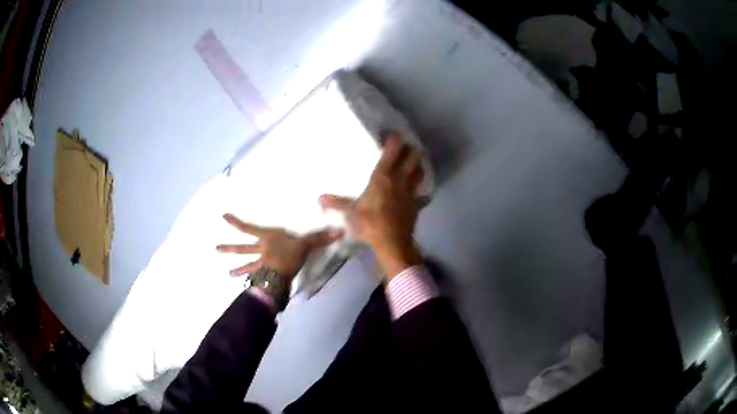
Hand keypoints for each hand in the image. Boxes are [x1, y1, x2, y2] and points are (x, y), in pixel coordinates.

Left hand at [216, 214, 341, 279]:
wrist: (284, 274)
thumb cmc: (291, 254)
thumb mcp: (306, 243)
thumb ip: (320, 237)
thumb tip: (338, 231)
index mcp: (266, 238)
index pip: (247, 228)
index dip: (235, 223)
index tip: (223, 217)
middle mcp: (260, 250)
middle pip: (243, 249)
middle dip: (229, 249)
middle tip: (216, 249)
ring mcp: (261, 265)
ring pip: (247, 266)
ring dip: (238, 270)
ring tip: (228, 274)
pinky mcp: (265, 276)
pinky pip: (257, 279)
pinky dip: (251, 283)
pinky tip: (245, 288)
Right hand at [320, 132, 424, 279]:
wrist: (392, 243)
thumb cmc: (370, 224)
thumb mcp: (351, 213)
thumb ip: (337, 203)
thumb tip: (319, 198)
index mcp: (383, 177)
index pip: (392, 151)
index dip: (394, 139)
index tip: (392, 133)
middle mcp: (399, 181)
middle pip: (412, 159)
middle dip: (412, 149)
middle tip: (407, 146)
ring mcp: (410, 193)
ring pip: (420, 174)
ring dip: (419, 166)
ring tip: (415, 163)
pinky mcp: (416, 206)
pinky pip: (422, 196)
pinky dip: (422, 193)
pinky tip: (421, 194)